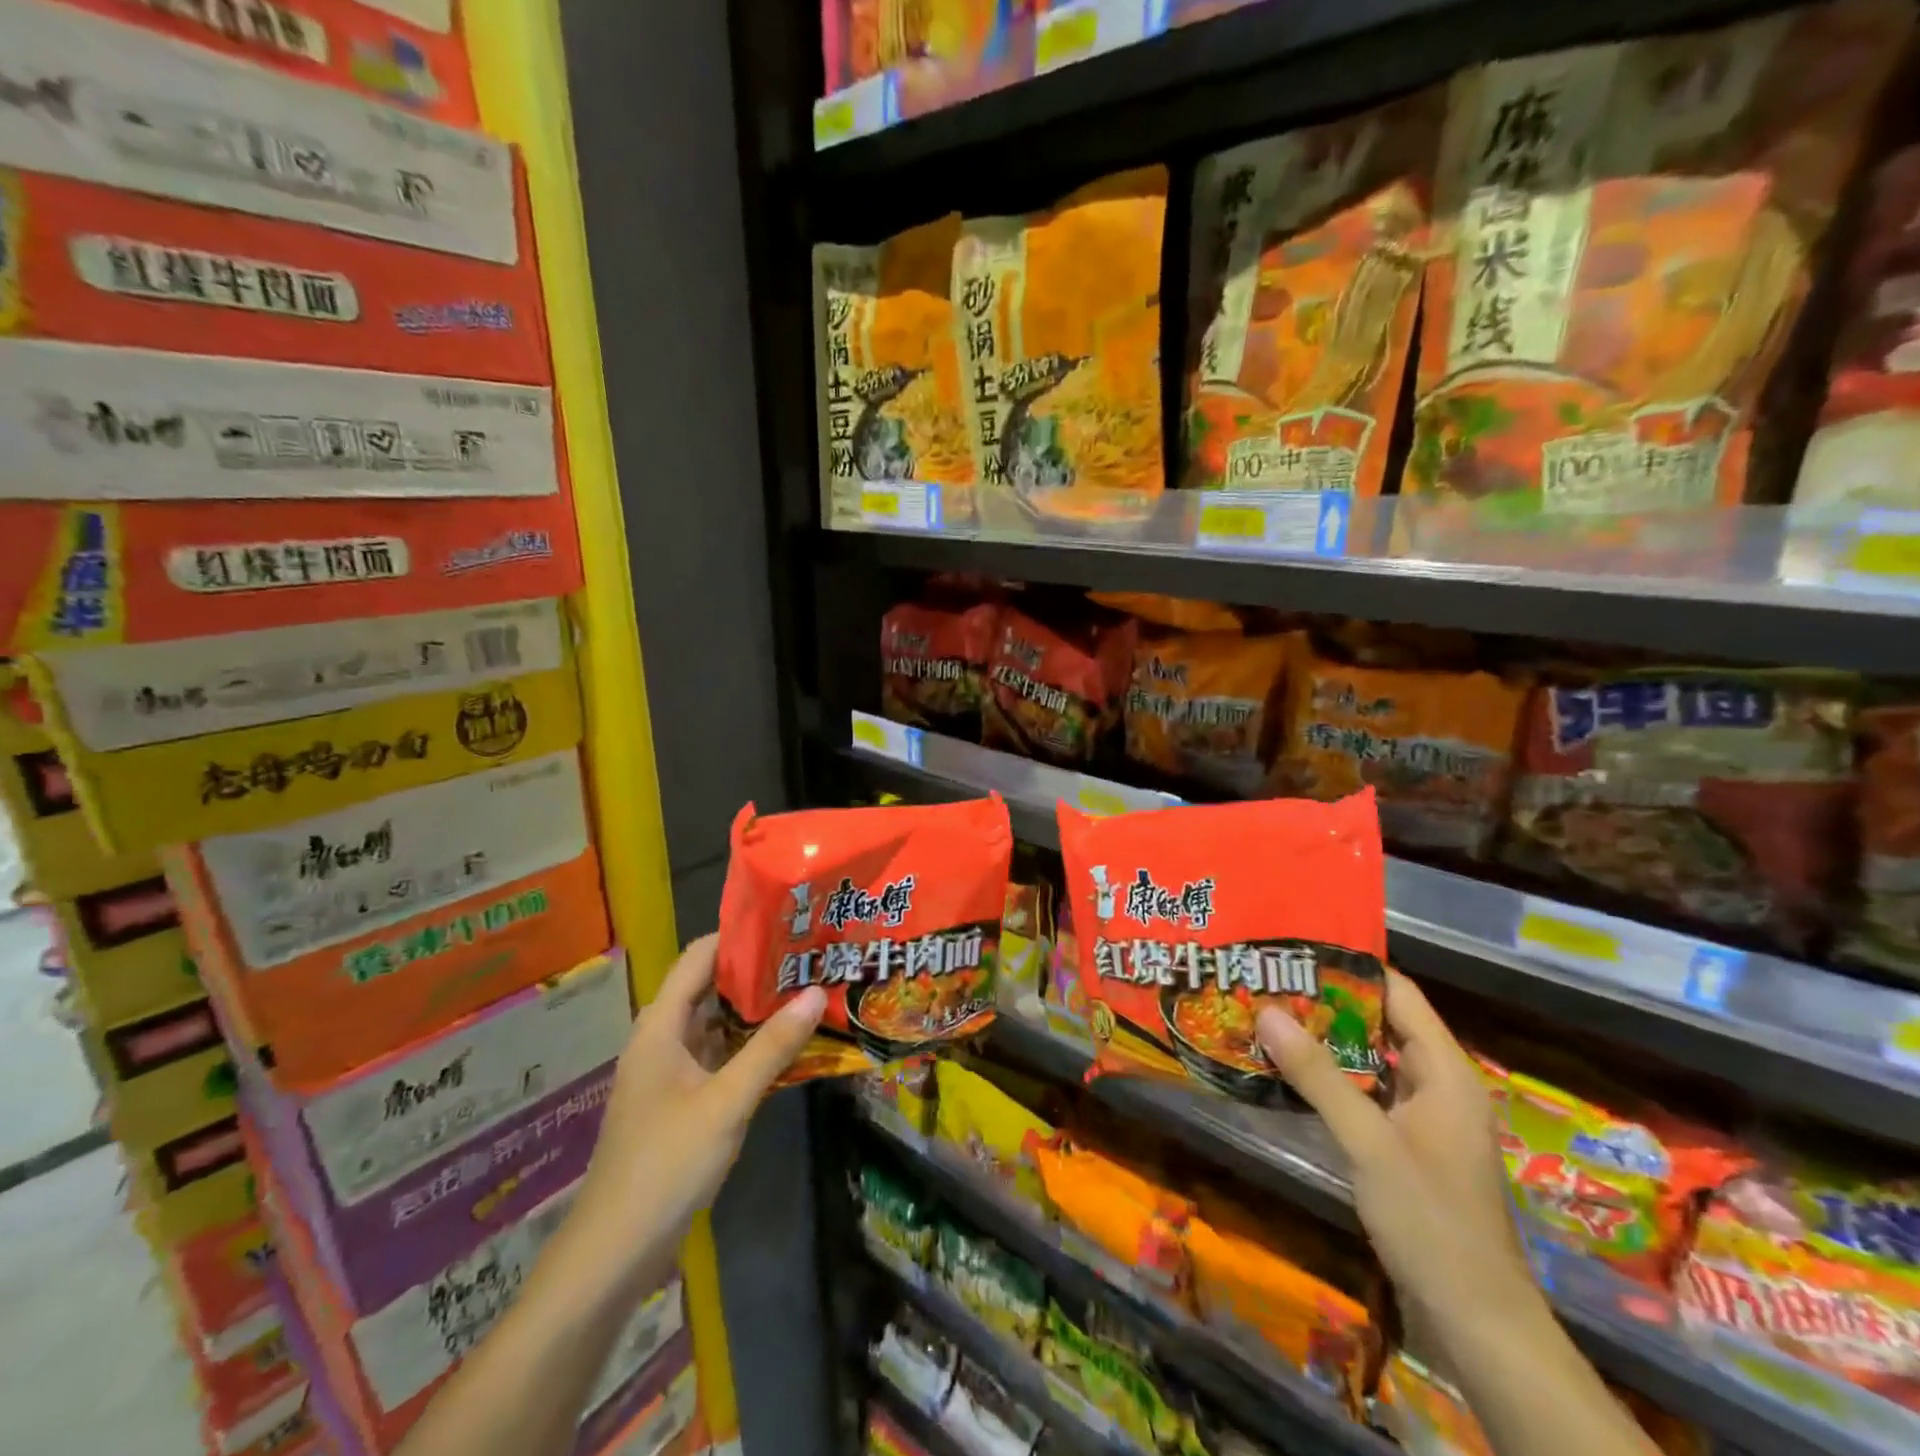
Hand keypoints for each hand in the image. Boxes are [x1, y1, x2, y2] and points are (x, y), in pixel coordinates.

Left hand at [557, 933, 826, 1297]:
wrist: (614, 1251)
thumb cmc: (665, 1164)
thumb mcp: (727, 1101)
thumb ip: (771, 1046)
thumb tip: (815, 991)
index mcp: (661, 1026)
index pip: (700, 957)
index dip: (739, 936)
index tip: (787, 924)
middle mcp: (663, 1039)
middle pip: (709, 987)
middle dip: (756, 972)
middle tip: (809, 958)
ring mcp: (671, 1072)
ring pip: (717, 1024)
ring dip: (756, 1010)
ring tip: (807, 991)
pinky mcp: (681, 1101)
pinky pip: (719, 1056)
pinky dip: (749, 1046)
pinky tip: (787, 1045)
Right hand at [1257, 970, 1537, 1334]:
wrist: (1476, 1321)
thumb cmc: (1432, 1221)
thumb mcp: (1368, 1143)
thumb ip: (1318, 1075)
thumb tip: (1267, 1010)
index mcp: (1445, 1072)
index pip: (1399, 994)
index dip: (1351, 967)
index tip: (1296, 950)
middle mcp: (1437, 1084)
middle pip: (1381, 1022)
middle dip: (1326, 1003)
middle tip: (1268, 982)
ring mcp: (1424, 1116)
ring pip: (1370, 1059)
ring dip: (1325, 1041)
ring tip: (1268, 1017)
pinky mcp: (1407, 1144)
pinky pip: (1366, 1092)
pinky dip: (1331, 1077)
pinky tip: (1289, 1073)